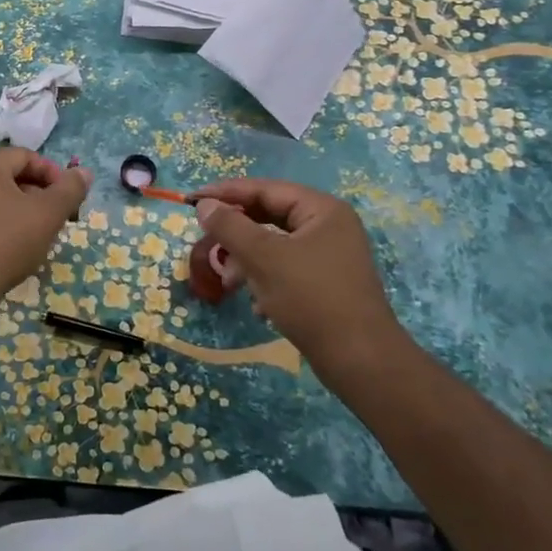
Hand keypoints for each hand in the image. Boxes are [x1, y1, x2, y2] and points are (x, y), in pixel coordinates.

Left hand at [0, 148, 93, 300]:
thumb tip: (84, 172)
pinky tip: (17, 241)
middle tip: (58, 216)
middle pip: (12, 175)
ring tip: (40, 231)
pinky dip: (4, 219)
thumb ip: (70, 189)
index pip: (27, 156)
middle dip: (40, 193)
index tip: (68, 199)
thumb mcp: (48, 213)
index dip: (53, 174)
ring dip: (24, 207)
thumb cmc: (10, 239)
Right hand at [191, 178, 413, 385]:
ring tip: (228, 283)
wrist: (360, 361)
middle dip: (236, 233)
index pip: (265, 189)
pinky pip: (286, 270)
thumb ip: (230, 226)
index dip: (226, 193)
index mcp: (322, 210)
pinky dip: (265, 281)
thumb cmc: (311, 298)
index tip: (191, 199)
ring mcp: (330, 257)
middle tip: (206, 240)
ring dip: (247, 262)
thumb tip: (204, 204)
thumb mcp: (263, 258)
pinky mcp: (326, 285)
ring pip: (275, 246)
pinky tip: (258, 306)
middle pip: (270, 216)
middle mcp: (329, 227)